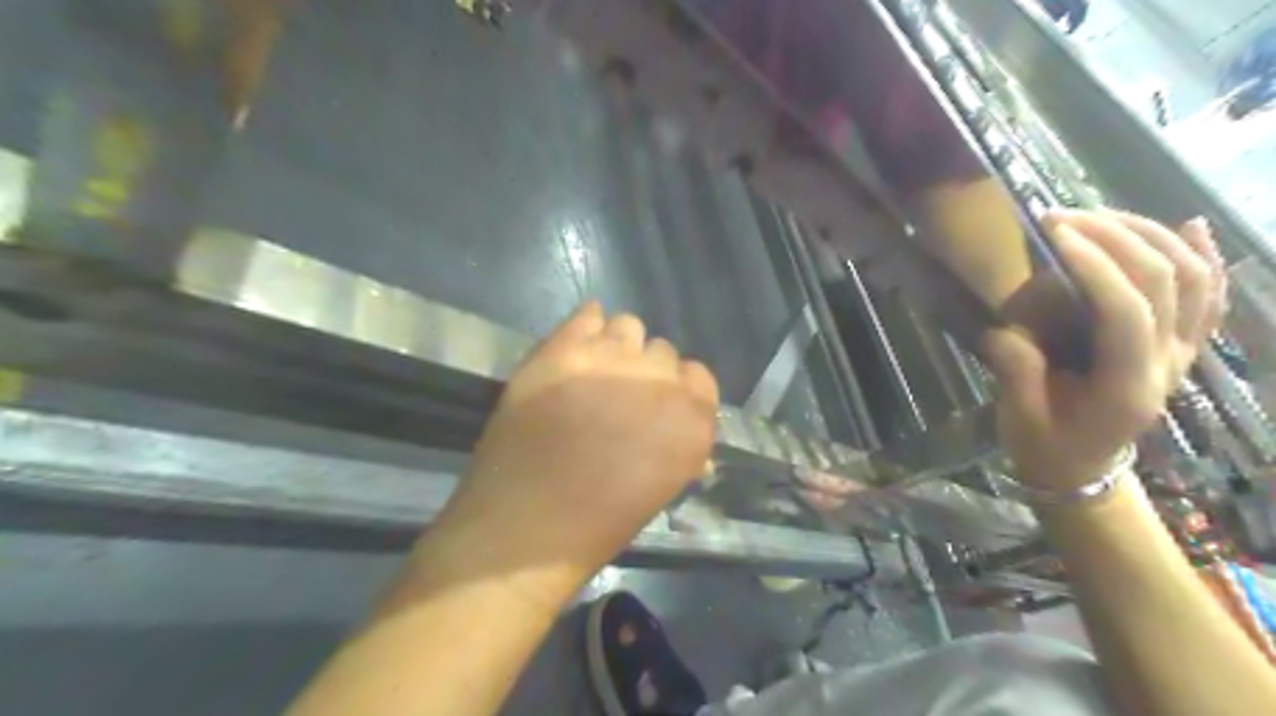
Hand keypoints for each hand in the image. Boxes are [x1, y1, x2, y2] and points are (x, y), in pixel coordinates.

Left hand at [439, 302, 715, 581]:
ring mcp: (609, 359)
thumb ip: (679, 445)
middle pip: (662, 352)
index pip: (699, 377)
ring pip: (628, 326)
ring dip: (617, 347)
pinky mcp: (562, 349)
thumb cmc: (598, 524)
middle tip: (617, 398)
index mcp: (692, 420)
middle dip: (645, 372)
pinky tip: (575, 352)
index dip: (678, 391)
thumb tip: (676, 424)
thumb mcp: (661, 488)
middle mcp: (659, 380)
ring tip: (593, 374)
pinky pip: (587, 314)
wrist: (523, 526)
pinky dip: (586, 328)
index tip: (657, 408)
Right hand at [985, 209, 1225, 491]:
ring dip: (1150, 236)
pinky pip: (1207, 297)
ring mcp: (1183, 354)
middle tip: (1063, 217)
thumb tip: (1007, 327)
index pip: (1126, 313)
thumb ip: (1017, 371)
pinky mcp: (1181, 348)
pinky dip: (1204, 257)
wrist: (1082, 469)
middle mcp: (1169, 365)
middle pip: (1166, 283)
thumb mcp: (1020, 417)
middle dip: (1116, 237)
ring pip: (1193, 279)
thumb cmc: (1046, 445)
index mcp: (1127, 388)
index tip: (1054, 235)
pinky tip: (1191, 226)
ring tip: (1099, 215)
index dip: (1095, 267)